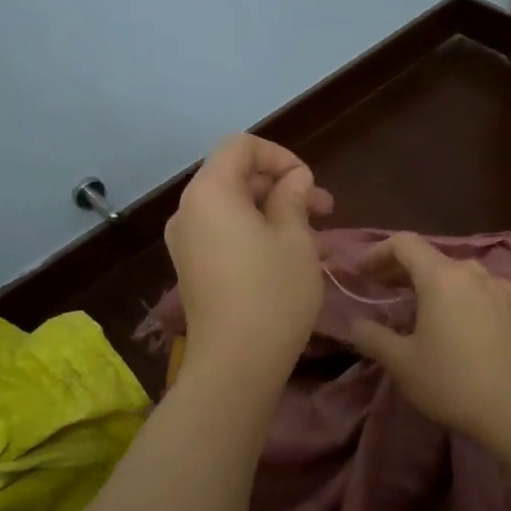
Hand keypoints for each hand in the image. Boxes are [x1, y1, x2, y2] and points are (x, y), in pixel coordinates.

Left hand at [165, 134, 334, 379]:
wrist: (235, 364)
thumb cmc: (272, 293)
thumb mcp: (295, 238)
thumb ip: (293, 197)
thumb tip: (293, 180)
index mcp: (209, 192)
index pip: (240, 146)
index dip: (279, 155)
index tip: (308, 183)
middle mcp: (188, 211)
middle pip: (235, 176)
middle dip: (281, 186)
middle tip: (323, 209)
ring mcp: (186, 242)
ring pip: (233, 208)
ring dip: (273, 212)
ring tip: (315, 235)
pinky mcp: (192, 269)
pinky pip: (224, 234)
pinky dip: (255, 233)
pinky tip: (291, 255)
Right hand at [346, 233, 510, 441]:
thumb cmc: (450, 381)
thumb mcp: (400, 362)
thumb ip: (372, 337)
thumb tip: (355, 324)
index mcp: (440, 277)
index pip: (404, 244)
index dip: (378, 252)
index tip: (362, 274)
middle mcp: (472, 273)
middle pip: (432, 257)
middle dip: (402, 269)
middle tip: (382, 290)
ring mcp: (501, 290)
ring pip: (462, 272)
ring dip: (437, 281)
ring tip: (423, 303)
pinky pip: (492, 289)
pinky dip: (473, 293)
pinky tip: (473, 307)